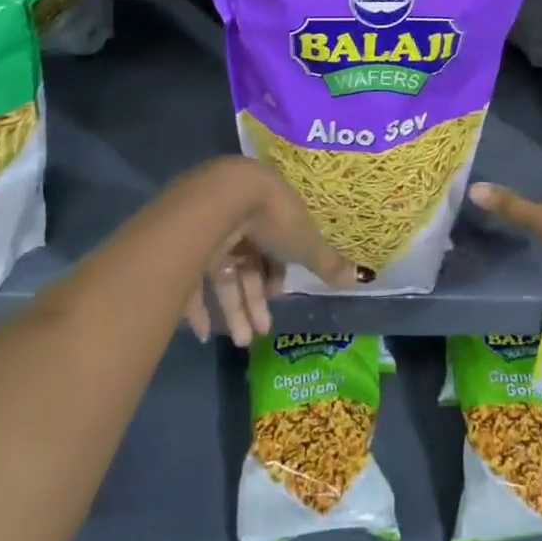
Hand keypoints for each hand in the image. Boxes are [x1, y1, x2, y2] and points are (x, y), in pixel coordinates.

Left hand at [178, 157, 366, 345]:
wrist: (223, 199)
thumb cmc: (272, 216)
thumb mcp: (305, 242)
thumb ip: (327, 262)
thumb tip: (359, 277)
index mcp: (268, 212)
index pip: (273, 246)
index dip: (277, 273)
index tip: (280, 295)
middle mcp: (237, 219)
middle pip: (248, 264)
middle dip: (256, 300)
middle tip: (262, 332)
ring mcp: (207, 231)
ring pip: (224, 275)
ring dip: (234, 310)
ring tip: (243, 341)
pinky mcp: (182, 246)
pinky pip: (191, 281)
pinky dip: (198, 309)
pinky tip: (204, 333)